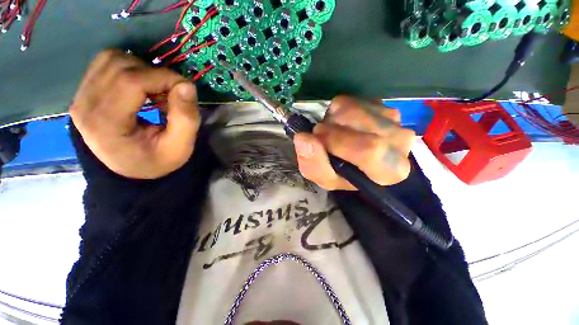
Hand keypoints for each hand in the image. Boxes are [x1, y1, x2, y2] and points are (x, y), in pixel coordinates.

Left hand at [70, 50, 199, 178]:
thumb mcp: (181, 147)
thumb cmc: (157, 161)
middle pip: (120, 66)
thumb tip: (187, 85)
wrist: (130, 170)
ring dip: (141, 70)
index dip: (164, 78)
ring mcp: (80, 97)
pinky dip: (129, 69)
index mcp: (106, 124)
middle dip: (154, 74)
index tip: (185, 89)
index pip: (131, 81)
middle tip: (170, 94)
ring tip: (155, 91)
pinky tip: (140, 88)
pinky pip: (105, 64)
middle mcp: (85, 105)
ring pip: (111, 59)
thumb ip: (186, 118)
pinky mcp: (83, 92)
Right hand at [293, 96, 414, 190]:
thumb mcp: (325, 179)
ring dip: (331, 121)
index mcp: (390, 170)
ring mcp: (392, 117)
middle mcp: (400, 141)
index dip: (337, 142)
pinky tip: (341, 125)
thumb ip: (314, 165)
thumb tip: (303, 138)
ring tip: (332, 133)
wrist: (356, 160)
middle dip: (330, 129)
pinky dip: (336, 112)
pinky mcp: (380, 103)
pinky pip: (349, 100)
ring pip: (352, 108)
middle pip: (359, 124)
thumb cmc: (343, 174)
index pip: (370, 150)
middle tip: (322, 138)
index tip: (318, 140)